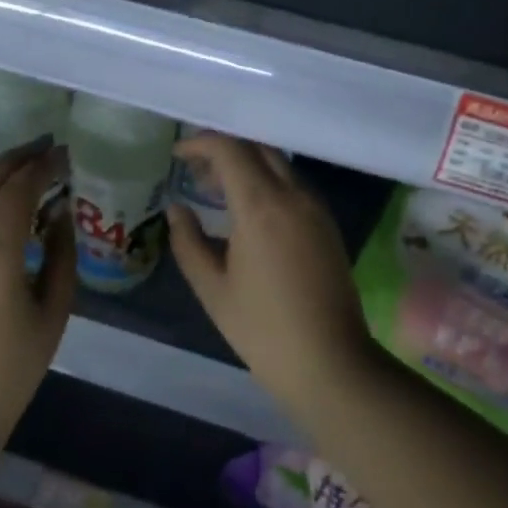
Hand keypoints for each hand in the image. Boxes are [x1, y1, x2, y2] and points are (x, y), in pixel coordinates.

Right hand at [166, 135, 376, 417]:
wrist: (331, 363)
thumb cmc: (263, 330)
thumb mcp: (213, 288)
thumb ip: (188, 241)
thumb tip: (176, 209)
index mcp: (261, 206)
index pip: (230, 149)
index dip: (200, 143)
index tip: (178, 155)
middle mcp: (293, 194)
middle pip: (256, 147)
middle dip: (223, 149)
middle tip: (195, 172)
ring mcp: (315, 207)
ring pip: (278, 163)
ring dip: (246, 164)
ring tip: (216, 190)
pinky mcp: (327, 223)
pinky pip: (293, 183)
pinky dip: (266, 180)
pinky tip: (249, 209)